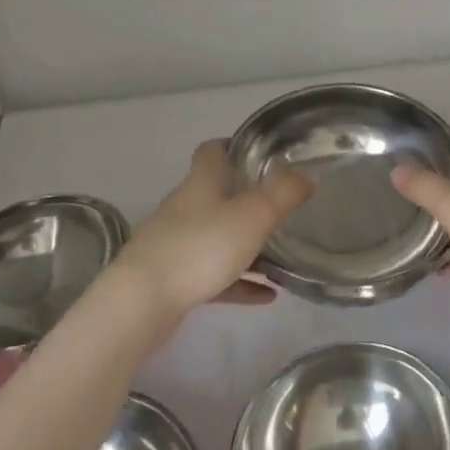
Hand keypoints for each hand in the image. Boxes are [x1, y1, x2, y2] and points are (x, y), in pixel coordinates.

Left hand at [111, 139, 313, 319]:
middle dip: (247, 199)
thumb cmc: (200, 248)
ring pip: (216, 237)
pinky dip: (239, 281)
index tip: (261, 154)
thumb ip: (283, 194)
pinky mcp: (172, 280)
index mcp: (200, 184)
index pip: (213, 152)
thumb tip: (308, 174)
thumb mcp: (252, 216)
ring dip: (246, 245)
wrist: (142, 302)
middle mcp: (184, 208)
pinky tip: (266, 295)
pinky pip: (213, 275)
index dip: (234, 147)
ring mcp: (175, 245)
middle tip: (281, 208)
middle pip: (216, 195)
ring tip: (281, 258)